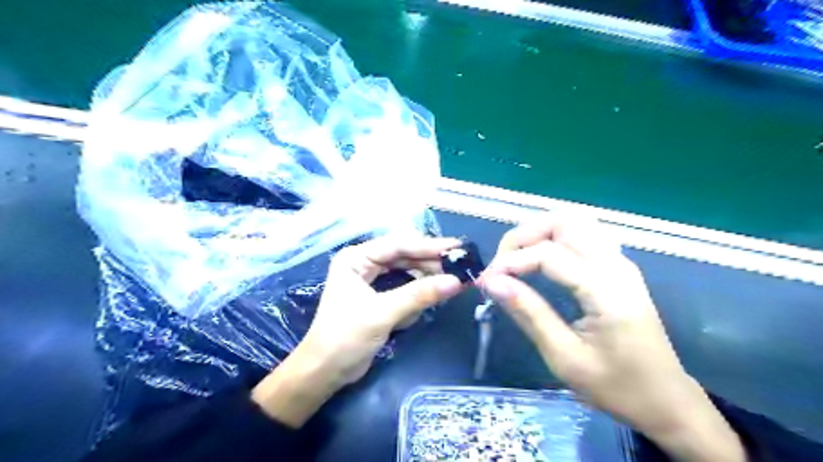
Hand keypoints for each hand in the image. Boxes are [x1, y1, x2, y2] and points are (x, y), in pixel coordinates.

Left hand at [250, 236, 464, 427]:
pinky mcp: (379, 296)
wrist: (325, 373)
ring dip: (427, 277)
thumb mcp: (383, 313)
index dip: (428, 246)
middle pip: (404, 255)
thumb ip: (419, 295)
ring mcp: (371, 280)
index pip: (398, 245)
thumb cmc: (346, 338)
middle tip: (461, 263)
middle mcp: (363, 263)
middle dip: (430, 261)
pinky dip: (418, 292)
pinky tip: (434, 293)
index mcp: (356, 258)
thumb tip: (457, 282)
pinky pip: (404, 287)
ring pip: (406, 271)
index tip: (457, 247)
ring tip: (454, 279)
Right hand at [483, 216, 746, 461]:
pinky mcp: (618, 267)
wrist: (666, 401)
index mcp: (606, 290)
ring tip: (517, 260)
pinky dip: (554, 238)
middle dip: (524, 235)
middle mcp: (616, 265)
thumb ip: (528, 313)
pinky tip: (541, 261)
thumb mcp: (564, 357)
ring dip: (539, 232)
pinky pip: (582, 235)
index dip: (511, 262)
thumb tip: (492, 282)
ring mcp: (620, 262)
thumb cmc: (616, 387)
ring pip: (574, 221)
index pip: (548, 254)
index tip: (487, 282)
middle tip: (502, 265)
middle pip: (564, 221)